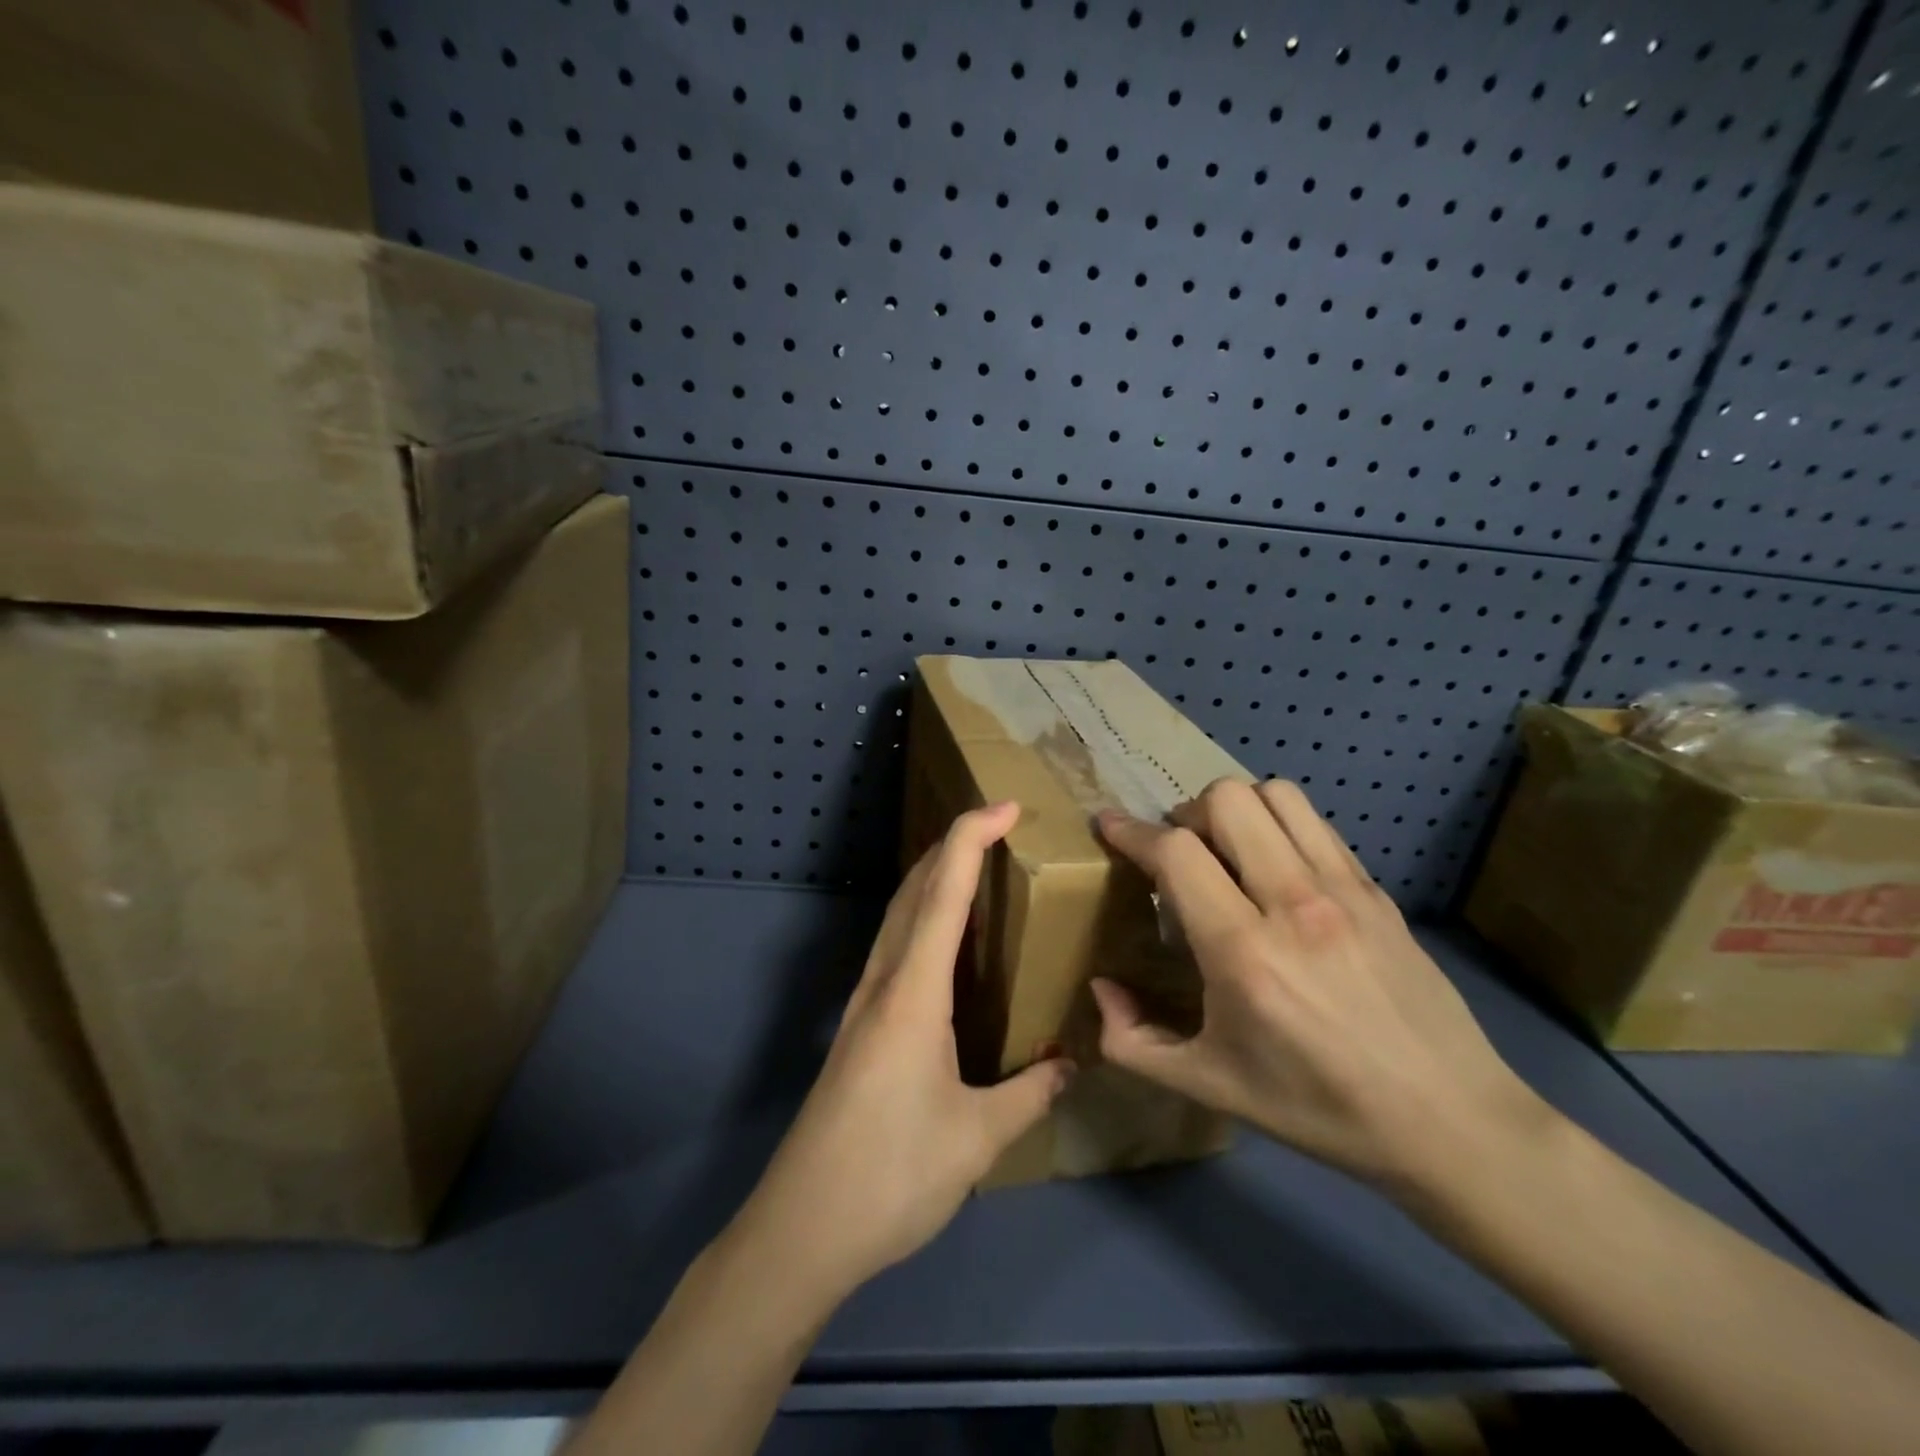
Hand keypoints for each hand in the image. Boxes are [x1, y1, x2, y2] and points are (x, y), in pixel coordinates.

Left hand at [731, 802, 1073, 1300]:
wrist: (802, 1228)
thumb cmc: (891, 1175)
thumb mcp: (977, 1139)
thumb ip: (1029, 1094)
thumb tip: (1071, 1064)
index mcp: (913, 993)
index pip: (944, 893)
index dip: (972, 839)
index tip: (1005, 807)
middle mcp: (882, 982)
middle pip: (914, 890)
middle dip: (952, 846)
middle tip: (998, 828)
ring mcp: (862, 1003)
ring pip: (898, 916)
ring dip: (933, 879)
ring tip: (976, 870)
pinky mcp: (856, 1028)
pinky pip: (892, 948)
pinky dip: (921, 918)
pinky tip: (943, 945)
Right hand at [1091, 779, 1542, 1190]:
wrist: (1451, 1124)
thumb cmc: (1319, 1109)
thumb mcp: (1210, 1086)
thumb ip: (1133, 1041)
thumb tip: (1101, 989)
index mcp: (1244, 953)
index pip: (1177, 853)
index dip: (1131, 831)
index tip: (1108, 826)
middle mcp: (1293, 903)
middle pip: (1226, 801)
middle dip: (1185, 814)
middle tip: (1179, 853)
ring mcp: (1344, 890)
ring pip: (1276, 795)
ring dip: (1236, 809)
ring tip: (1226, 849)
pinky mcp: (1377, 891)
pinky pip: (1316, 823)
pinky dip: (1280, 824)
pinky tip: (1276, 868)